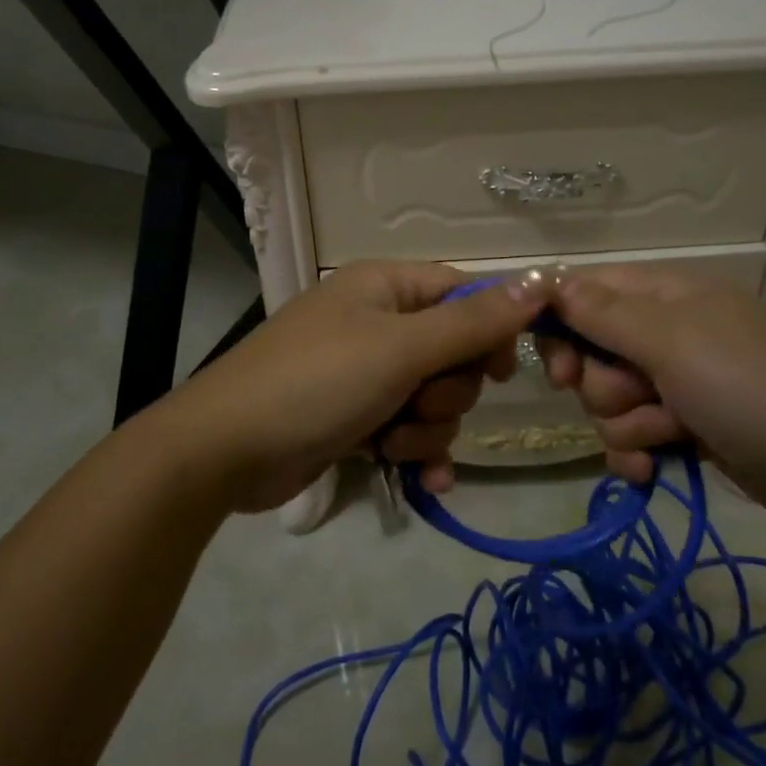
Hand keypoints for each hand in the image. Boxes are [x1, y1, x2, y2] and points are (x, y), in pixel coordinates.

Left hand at [156, 262, 547, 514]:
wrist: (226, 450)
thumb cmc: (317, 382)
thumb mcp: (401, 349)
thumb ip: (472, 322)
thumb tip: (540, 283)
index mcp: (385, 287)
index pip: (462, 292)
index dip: (491, 329)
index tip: (503, 370)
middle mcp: (378, 322)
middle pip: (453, 352)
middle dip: (448, 390)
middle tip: (417, 402)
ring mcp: (364, 373)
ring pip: (434, 398)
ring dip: (427, 427)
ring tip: (392, 442)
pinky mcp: (355, 417)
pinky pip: (408, 429)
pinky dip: (417, 452)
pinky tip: (426, 482)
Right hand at [539, 266, 765, 531]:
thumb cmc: (752, 386)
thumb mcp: (672, 341)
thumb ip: (603, 313)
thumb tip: (549, 280)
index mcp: (663, 295)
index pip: (585, 293)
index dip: (560, 325)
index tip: (559, 366)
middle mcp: (665, 333)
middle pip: (591, 353)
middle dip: (603, 385)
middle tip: (633, 397)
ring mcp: (679, 383)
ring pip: (609, 402)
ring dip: (627, 425)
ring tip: (668, 434)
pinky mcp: (688, 428)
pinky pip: (633, 437)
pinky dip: (638, 454)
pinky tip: (653, 472)